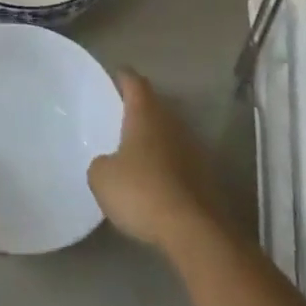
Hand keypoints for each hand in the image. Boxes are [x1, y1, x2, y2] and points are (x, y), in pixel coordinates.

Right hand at [88, 71, 227, 255]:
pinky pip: (178, 159)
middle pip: (154, 105)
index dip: (123, 76)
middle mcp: (171, 122)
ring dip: (154, 137)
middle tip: (120, 115)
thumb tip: (108, 164)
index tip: (115, 75)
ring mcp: (192, 148)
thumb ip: (101, 163)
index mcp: (145, 113)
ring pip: (168, 132)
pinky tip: (153, 179)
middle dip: (139, 108)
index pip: (134, 82)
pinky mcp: (203, 175)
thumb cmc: (141, 191)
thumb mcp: (102, 178)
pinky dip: (166, 164)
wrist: (193, 230)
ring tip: (134, 150)